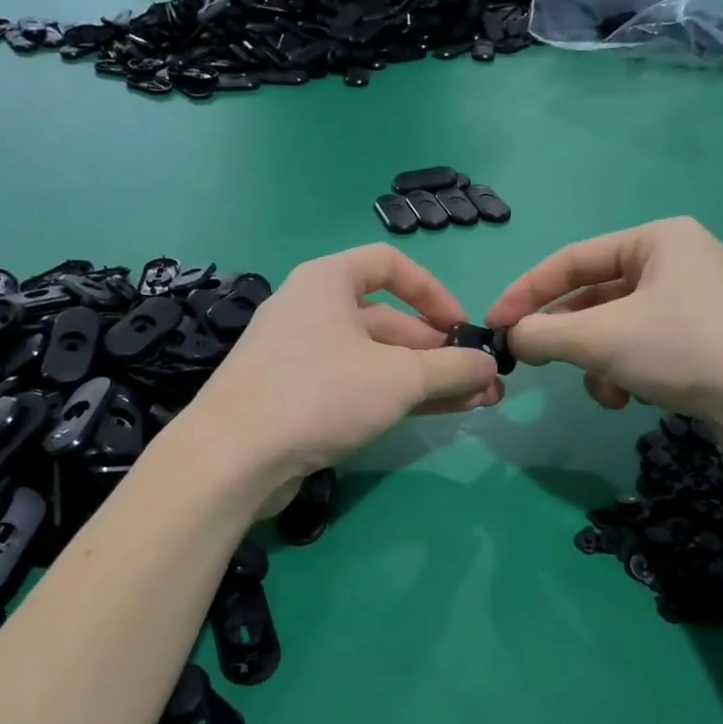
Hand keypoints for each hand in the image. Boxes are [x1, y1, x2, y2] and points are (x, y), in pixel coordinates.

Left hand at [181, 245, 502, 495]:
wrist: (232, 458)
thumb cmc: (319, 394)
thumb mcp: (399, 378)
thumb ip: (451, 369)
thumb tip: (490, 368)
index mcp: (326, 281)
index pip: (389, 265)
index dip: (433, 292)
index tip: (462, 328)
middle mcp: (310, 310)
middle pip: (387, 320)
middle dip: (438, 351)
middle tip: (480, 382)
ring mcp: (299, 356)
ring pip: (374, 358)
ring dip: (424, 379)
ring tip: (472, 404)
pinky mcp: (293, 397)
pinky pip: (354, 385)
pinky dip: (393, 395)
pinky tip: (430, 414)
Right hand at [484, 217, 722, 424]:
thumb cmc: (687, 349)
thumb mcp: (602, 339)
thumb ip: (544, 334)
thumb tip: (512, 337)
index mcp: (657, 239)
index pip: (571, 259)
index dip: (526, 293)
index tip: (494, 325)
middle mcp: (679, 260)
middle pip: (595, 296)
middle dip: (570, 338)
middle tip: (539, 363)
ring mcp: (698, 300)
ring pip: (618, 327)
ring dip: (599, 362)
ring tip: (606, 391)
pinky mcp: (709, 338)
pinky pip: (646, 346)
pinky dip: (629, 371)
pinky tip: (634, 397)